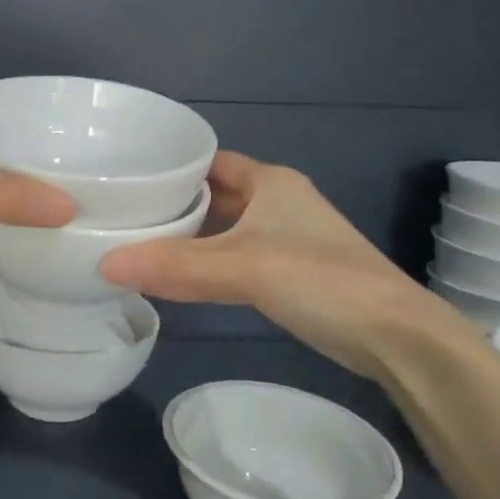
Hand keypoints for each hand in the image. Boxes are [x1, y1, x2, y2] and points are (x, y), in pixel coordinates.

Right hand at [98, 151, 471, 375]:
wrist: (395, 337)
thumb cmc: (321, 280)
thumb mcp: (243, 268)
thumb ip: (176, 266)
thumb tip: (104, 265)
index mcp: (272, 182)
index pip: (210, 161)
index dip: (171, 166)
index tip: (127, 177)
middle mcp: (279, 203)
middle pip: (214, 195)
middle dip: (173, 203)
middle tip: (122, 213)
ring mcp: (286, 239)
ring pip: (224, 228)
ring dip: (190, 235)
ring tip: (138, 242)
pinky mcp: (289, 273)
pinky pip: (235, 257)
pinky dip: (207, 262)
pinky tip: (179, 277)